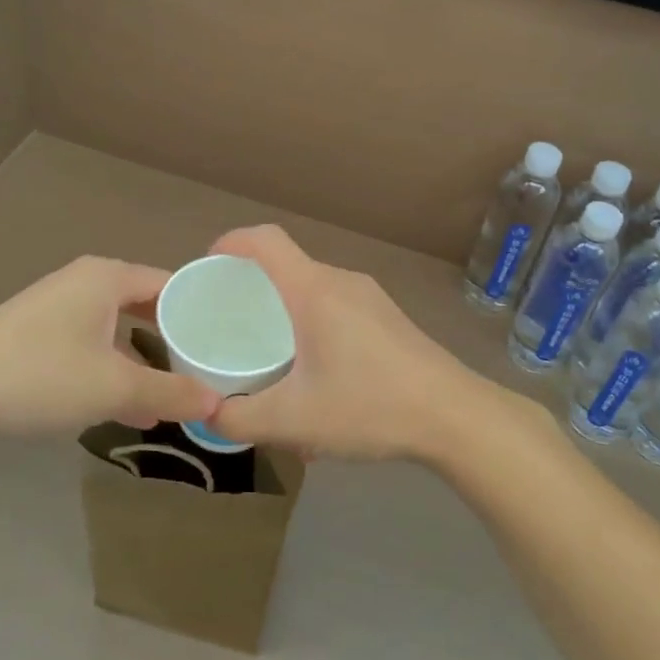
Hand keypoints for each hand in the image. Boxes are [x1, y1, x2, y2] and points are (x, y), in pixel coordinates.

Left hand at [0, 256, 219, 440]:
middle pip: (147, 304)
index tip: (229, 343)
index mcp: (108, 276)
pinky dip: (113, 366)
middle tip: (208, 368)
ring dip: (144, 359)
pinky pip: (92, 341)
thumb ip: (170, 392)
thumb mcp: (114, 387)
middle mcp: (85, 280)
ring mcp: (58, 304)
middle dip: (175, 339)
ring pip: (118, 327)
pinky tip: (126, 405)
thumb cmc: (41, 376)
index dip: (201, 313)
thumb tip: (218, 402)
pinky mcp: (38, 331)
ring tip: (173, 394)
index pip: (172, 284)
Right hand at [204, 225, 497, 463]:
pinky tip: (316, 378)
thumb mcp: (294, 420)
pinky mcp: (387, 317)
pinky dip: (313, 327)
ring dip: (285, 314)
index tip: (208, 270)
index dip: (230, 243)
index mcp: (314, 290)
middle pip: (286, 266)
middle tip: (229, 326)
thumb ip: (240, 418)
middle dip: (252, 289)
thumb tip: (205, 415)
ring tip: (270, 359)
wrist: (455, 416)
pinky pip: (336, 308)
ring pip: (312, 290)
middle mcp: (341, 281)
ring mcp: (370, 297)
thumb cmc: (370, 406)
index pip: (265, 239)